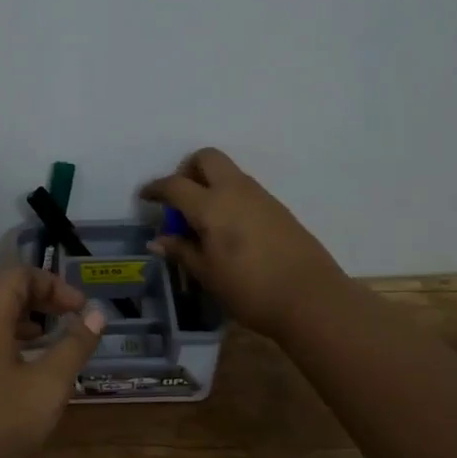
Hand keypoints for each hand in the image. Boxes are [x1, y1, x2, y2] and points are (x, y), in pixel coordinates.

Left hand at [0, 266, 105, 457]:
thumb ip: (75, 344)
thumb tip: (97, 314)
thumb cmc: (1, 423)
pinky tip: (23, 360)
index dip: (54, 284)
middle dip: (39, 295)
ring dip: (22, 313)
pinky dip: (5, 332)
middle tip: (68, 315)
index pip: (19, 274)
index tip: (80, 309)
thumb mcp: (49, 384)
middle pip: (2, 286)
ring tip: (49, 334)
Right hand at [141, 148, 347, 340]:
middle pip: (206, 158)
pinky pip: (245, 189)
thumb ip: (182, 251)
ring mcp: (261, 196)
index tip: (145, 197)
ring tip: (203, 220)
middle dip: (187, 170)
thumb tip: (159, 240)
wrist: (311, 299)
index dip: (155, 188)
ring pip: (228, 172)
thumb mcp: (207, 274)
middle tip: (180, 200)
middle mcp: (235, 190)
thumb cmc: (250, 290)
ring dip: (210, 183)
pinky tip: (229, 229)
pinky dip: (229, 197)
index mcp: (212, 206)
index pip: (175, 185)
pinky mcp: (278, 208)